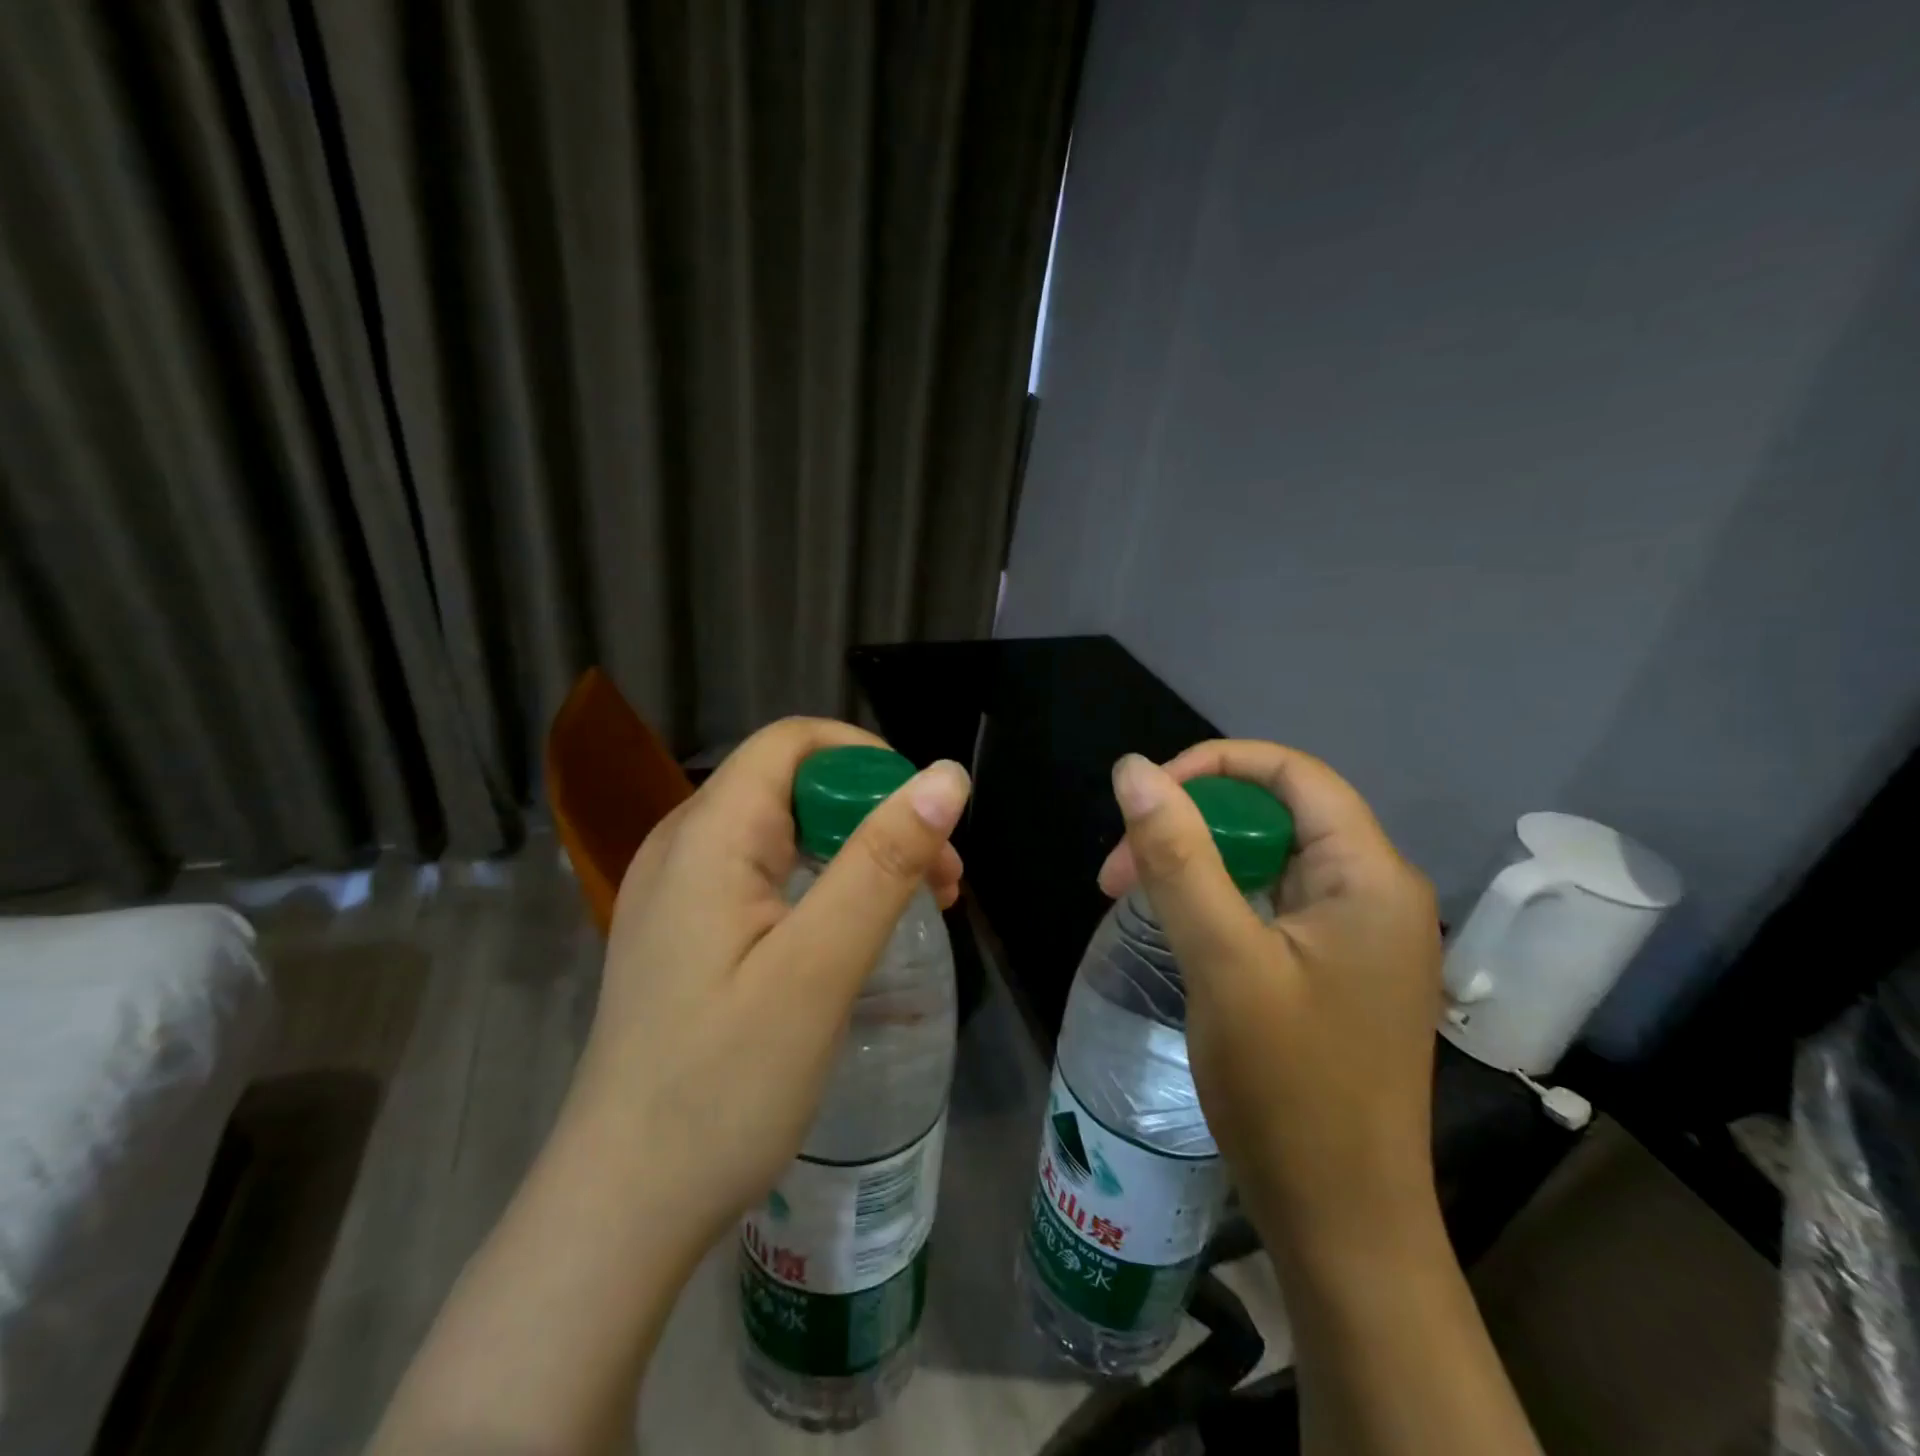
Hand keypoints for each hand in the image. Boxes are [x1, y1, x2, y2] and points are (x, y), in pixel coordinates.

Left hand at [570, 717, 970, 1251]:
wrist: (623, 1206)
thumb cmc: (724, 1085)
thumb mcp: (820, 967)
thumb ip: (884, 862)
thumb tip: (947, 777)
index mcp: (708, 834)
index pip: (793, 742)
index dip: (868, 759)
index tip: (927, 818)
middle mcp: (683, 845)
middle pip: (792, 784)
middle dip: (875, 813)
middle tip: (942, 878)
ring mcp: (678, 892)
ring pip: (784, 831)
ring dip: (857, 852)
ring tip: (919, 906)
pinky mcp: (685, 933)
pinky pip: (764, 876)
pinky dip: (823, 885)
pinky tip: (856, 932)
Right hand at [1098, 741, 1441, 1252]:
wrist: (1342, 1224)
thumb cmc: (1288, 1090)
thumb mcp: (1223, 961)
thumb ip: (1178, 857)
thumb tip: (1133, 769)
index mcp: (1369, 875)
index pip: (1292, 772)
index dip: (1212, 765)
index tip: (1143, 802)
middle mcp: (1376, 891)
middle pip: (1276, 813)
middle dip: (1190, 823)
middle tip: (1119, 871)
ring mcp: (1359, 933)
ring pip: (1268, 859)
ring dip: (1197, 863)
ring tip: (1133, 898)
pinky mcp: (1337, 968)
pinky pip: (1272, 903)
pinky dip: (1218, 899)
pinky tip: (1178, 928)